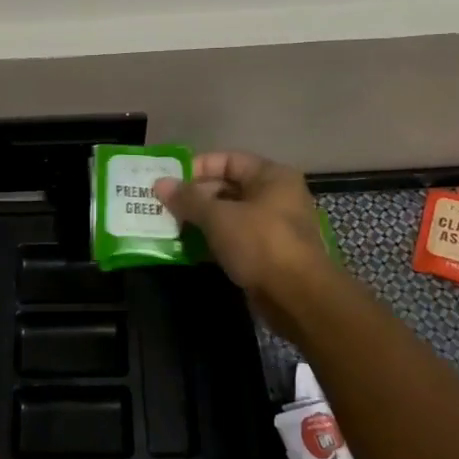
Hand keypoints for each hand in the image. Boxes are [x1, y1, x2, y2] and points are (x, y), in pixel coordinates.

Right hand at [155, 151, 339, 341]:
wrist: (298, 298)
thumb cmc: (260, 243)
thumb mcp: (219, 217)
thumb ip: (188, 198)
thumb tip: (160, 183)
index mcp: (271, 177)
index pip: (228, 160)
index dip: (198, 167)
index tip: (170, 181)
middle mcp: (275, 197)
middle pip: (227, 187)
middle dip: (194, 197)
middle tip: (163, 205)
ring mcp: (273, 227)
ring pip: (229, 215)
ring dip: (200, 221)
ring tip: (169, 226)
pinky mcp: (267, 255)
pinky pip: (234, 239)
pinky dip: (212, 241)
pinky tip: (187, 248)